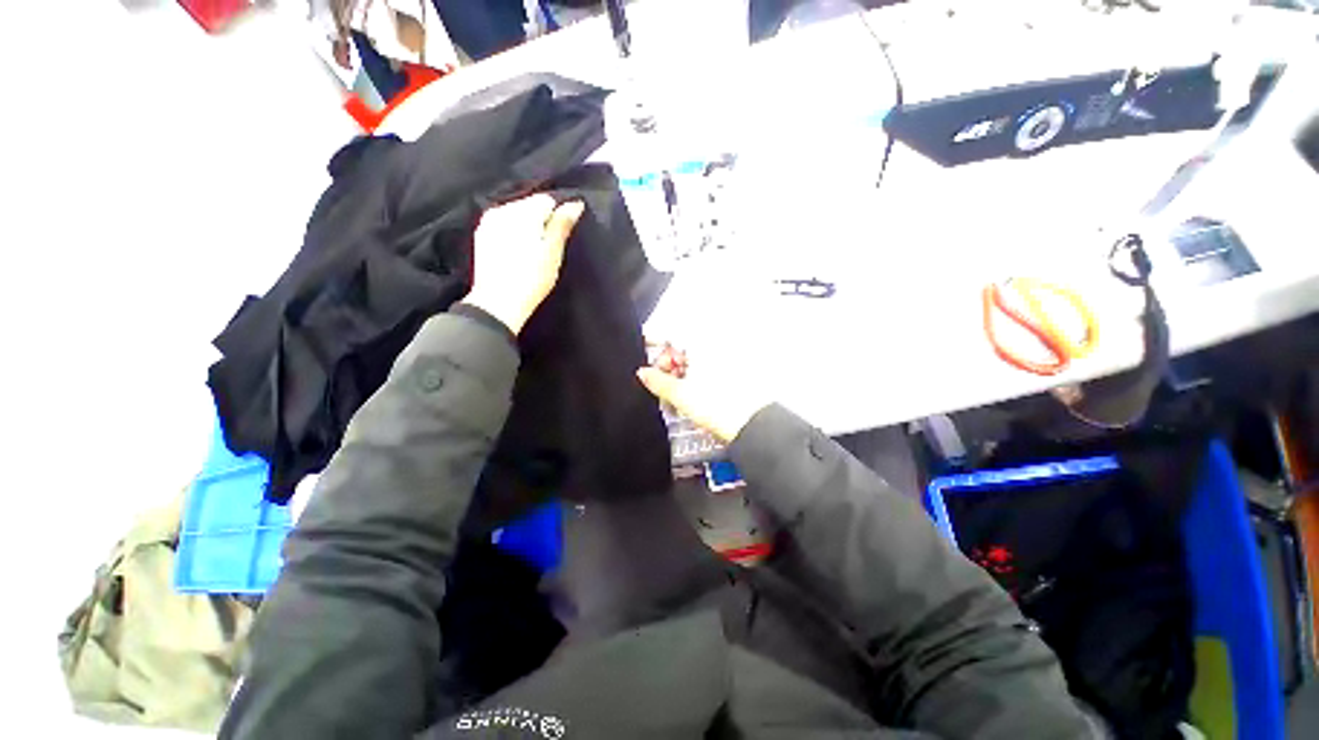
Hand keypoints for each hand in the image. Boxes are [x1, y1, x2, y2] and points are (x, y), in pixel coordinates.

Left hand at [462, 195, 585, 334]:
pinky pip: (504, 224)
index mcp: (522, 211)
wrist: (499, 303)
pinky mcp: (482, 235)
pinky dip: (514, 233)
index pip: (548, 200)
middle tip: (548, 247)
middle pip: (530, 205)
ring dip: (528, 227)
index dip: (559, 216)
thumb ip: (562, 224)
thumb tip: (575, 203)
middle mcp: (503, 209)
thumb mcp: (553, 252)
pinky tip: (518, 252)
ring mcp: (489, 221)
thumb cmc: (531, 279)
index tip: (561, 237)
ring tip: (534, 251)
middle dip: (542, 220)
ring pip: (517, 214)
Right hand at [636, 356, 768, 443]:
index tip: (644, 354)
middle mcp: (713, 349)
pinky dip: (693, 381)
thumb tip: (643, 373)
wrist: (750, 424)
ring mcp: (723, 362)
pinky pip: (704, 372)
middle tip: (658, 384)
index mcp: (701, 346)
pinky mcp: (729, 376)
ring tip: (673, 397)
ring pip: (692, 363)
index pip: (671, 336)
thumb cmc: (719, 406)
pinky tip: (688, 398)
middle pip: (682, 350)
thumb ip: (657, 381)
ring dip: (678, 376)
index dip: (654, 345)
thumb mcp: (680, 394)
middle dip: (666, 366)